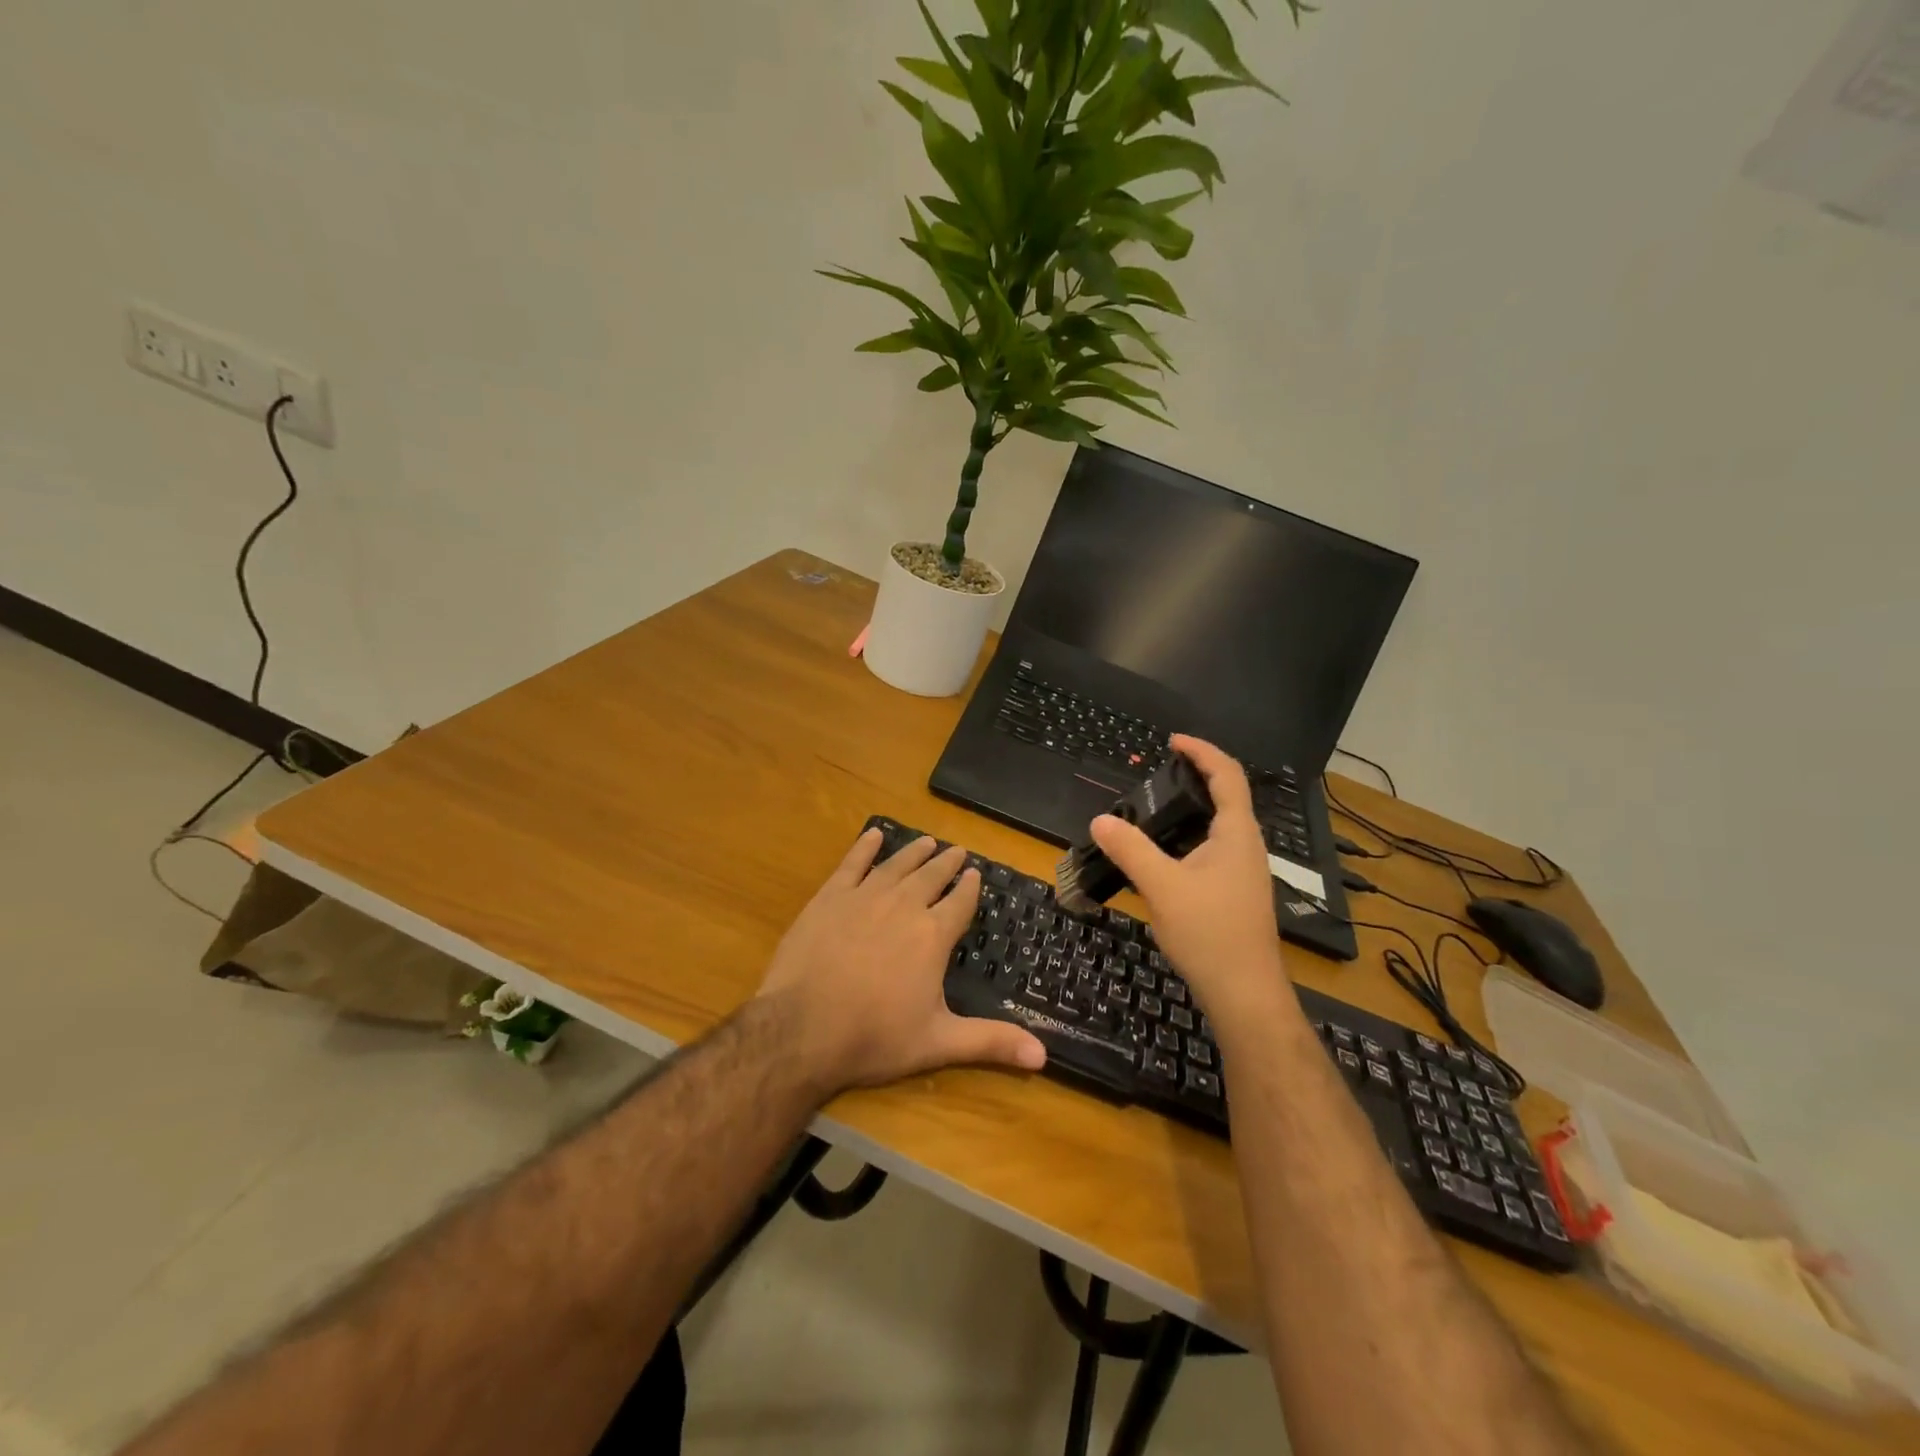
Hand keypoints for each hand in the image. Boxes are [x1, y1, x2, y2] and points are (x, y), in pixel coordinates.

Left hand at [755, 830, 1046, 1094]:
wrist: (802, 1028)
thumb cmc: (874, 1037)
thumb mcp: (938, 1042)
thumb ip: (990, 1042)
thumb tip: (1043, 1055)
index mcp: (933, 935)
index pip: (959, 902)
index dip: (969, 887)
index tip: (976, 874)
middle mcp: (904, 905)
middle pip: (931, 876)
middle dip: (947, 863)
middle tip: (958, 850)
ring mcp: (864, 897)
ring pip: (897, 865)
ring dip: (914, 851)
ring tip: (927, 841)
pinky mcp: (830, 897)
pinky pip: (852, 863)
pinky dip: (864, 847)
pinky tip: (873, 835)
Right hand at [1090, 735, 1293, 1023]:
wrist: (1244, 993)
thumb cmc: (1210, 933)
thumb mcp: (1162, 887)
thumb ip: (1130, 849)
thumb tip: (1100, 819)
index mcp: (1237, 833)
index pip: (1227, 775)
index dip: (1201, 751)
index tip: (1172, 741)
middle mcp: (1247, 845)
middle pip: (1226, 796)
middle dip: (1193, 777)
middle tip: (1154, 775)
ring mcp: (1244, 871)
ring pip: (1218, 826)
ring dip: (1190, 810)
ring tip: (1151, 811)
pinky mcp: (1236, 892)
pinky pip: (1213, 849)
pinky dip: (1188, 837)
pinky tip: (1163, 856)